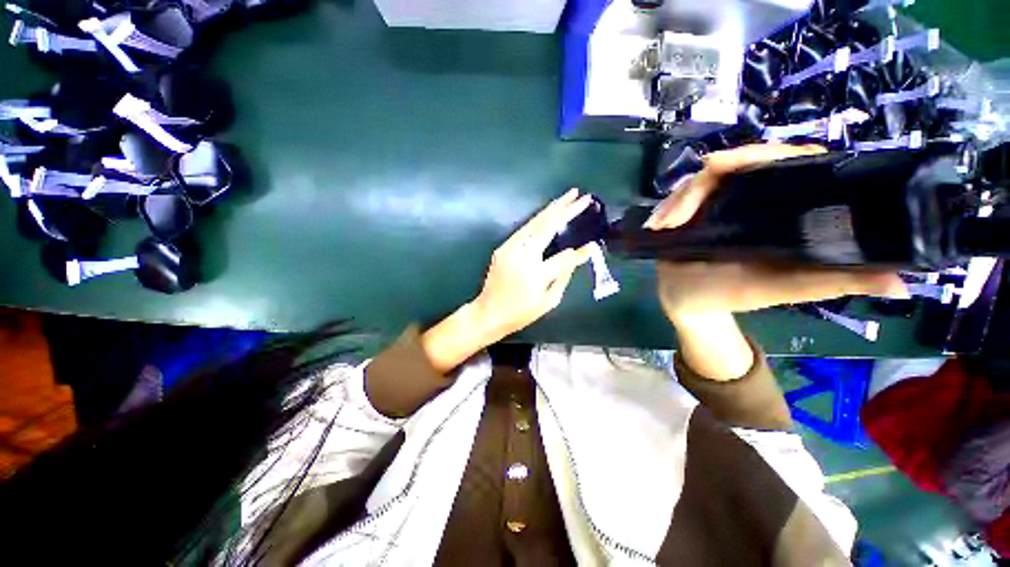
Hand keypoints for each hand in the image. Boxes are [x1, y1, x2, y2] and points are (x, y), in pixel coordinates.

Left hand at [473, 188, 592, 342]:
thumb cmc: (521, 313)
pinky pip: (525, 229)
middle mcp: (523, 255)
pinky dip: (539, 219)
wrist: (488, 312)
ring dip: (552, 208)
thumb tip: (574, 259)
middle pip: (547, 226)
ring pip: (534, 222)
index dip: (580, 253)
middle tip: (582, 197)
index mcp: (536, 273)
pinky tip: (549, 214)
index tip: (592, 245)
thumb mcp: (548, 302)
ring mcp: (510, 248)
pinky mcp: (503, 247)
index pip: (564, 258)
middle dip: (566, 209)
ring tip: (568, 197)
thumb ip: (563, 278)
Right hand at [646, 144, 908, 320]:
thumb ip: (831, 284)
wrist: (687, 301)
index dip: (778, 152)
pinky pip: (678, 196)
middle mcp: (751, 198)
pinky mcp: (689, 210)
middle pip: (741, 162)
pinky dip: (667, 206)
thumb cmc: (732, 296)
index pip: (792, 163)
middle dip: (718, 170)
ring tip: (667, 224)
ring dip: (683, 197)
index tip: (758, 159)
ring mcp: (717, 201)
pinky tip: (658, 224)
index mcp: (781, 209)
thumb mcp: (782, 290)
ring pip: (703, 179)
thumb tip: (901, 286)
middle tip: (703, 180)